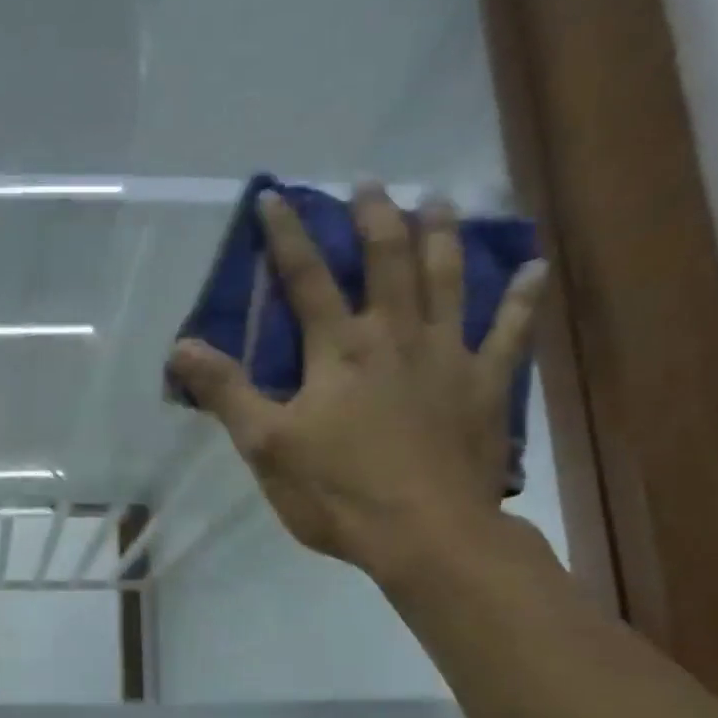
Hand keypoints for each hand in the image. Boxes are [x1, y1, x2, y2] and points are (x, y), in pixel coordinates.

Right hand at [167, 186, 545, 583]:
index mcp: (338, 350)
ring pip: (447, 280)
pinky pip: (510, 332)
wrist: (425, 535)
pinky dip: (523, 299)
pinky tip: (535, 268)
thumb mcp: (266, 447)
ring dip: (441, 235)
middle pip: (387, 262)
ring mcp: (448, 357)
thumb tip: (182, 347)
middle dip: (374, 218)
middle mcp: (395, 337)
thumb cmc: (337, 492)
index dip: (287, 237)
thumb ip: (227, 392)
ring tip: (438, 199)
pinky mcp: (484, 387)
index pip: (307, 279)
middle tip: (369, 183)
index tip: (275, 196)